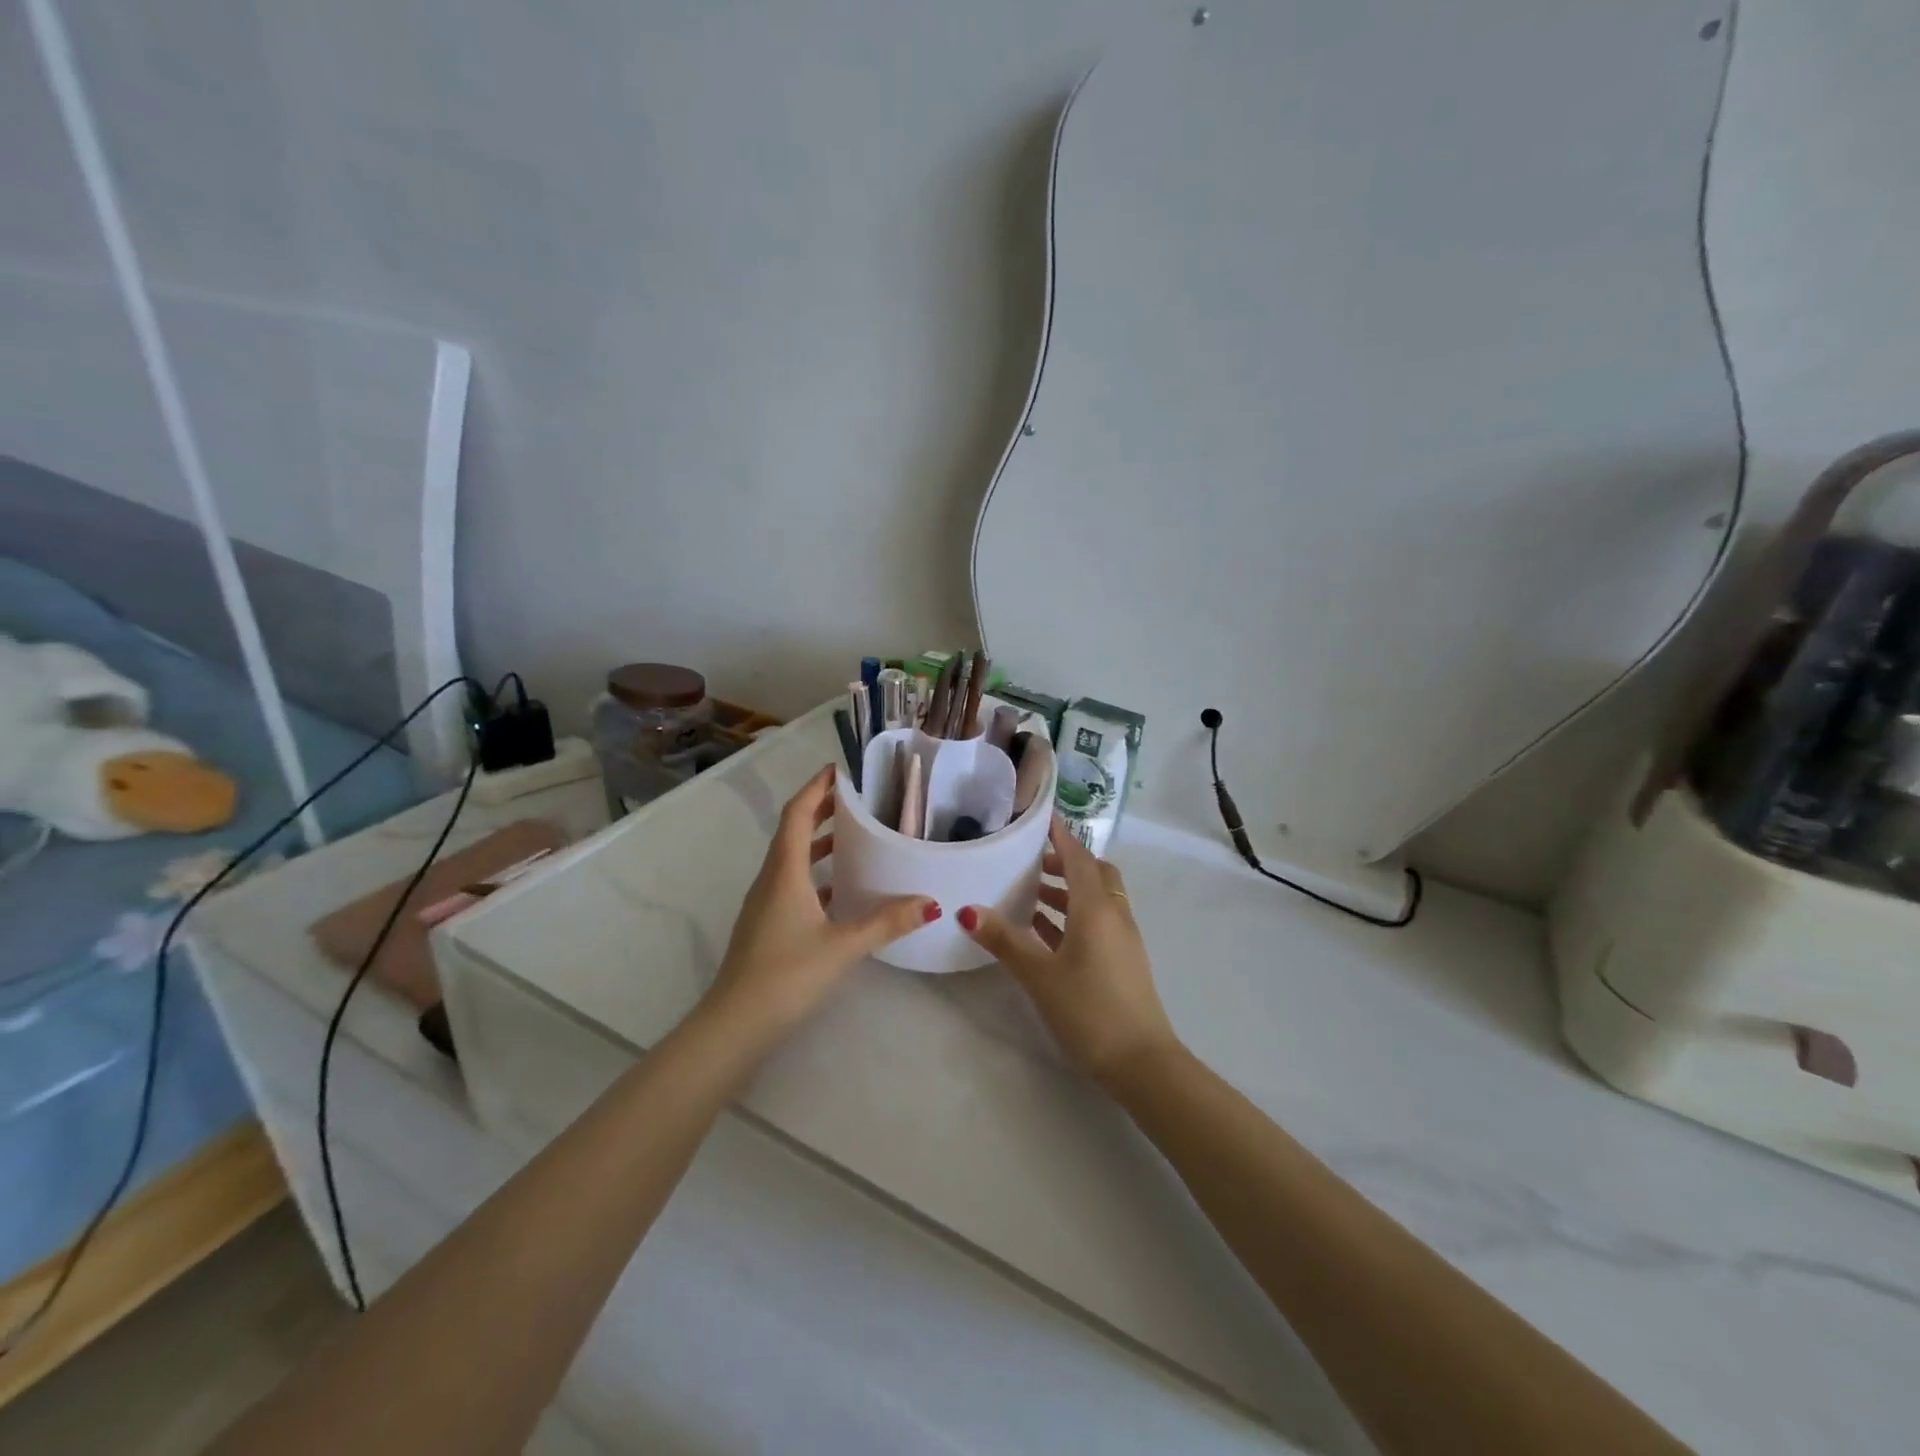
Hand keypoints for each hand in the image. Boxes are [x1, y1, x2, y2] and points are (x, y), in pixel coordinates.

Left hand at [701, 766, 938, 1044]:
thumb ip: (886, 922)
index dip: (816, 788)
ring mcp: (764, 903)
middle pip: (793, 831)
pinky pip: (792, 883)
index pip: (797, 814)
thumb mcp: (842, 946)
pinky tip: (841, 890)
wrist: (735, 1025)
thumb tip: (931, 902)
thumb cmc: (786, 975)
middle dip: (821, 809)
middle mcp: (771, 879)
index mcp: (784, 872)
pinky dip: (815, 875)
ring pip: (792, 858)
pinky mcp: (766, 925)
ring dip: (818, 842)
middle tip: (856, 798)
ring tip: (854, 836)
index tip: (840, 769)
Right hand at [959, 817, 1179, 1086]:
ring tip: (1030, 894)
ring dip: (1068, 890)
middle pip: (1093, 873)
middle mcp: (1114, 915)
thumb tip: (967, 910)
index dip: (1059, 836)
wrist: (1142, 1063)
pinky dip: (1074, 915)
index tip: (1038, 819)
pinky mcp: (1123, 960)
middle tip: (1029, 862)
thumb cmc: (1089, 1010)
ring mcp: (1123, 938)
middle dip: (1064, 862)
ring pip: (1096, 899)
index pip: (1078, 857)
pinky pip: (1098, 922)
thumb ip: (1005, 940)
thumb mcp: (1040, 975)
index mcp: (1096, 908)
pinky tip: (1046, 933)